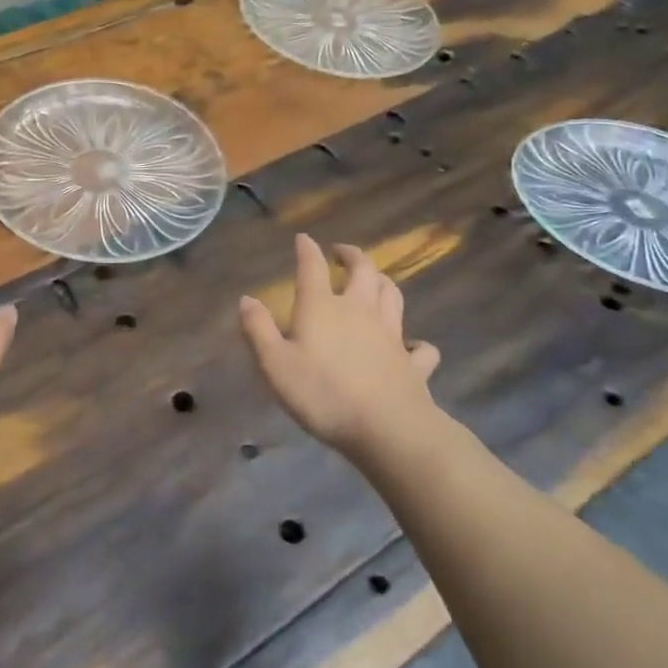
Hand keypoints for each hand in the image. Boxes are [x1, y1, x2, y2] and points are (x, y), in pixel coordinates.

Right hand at [238, 233, 446, 455]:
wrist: (387, 428)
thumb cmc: (322, 393)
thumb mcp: (274, 364)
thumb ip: (258, 330)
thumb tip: (246, 299)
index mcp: (323, 307)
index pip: (313, 267)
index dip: (307, 250)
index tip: (303, 239)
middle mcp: (360, 310)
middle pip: (364, 271)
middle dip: (353, 256)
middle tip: (342, 252)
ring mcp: (392, 335)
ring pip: (392, 296)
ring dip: (383, 282)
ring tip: (375, 280)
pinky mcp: (413, 363)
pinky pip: (420, 347)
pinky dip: (416, 342)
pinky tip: (411, 345)